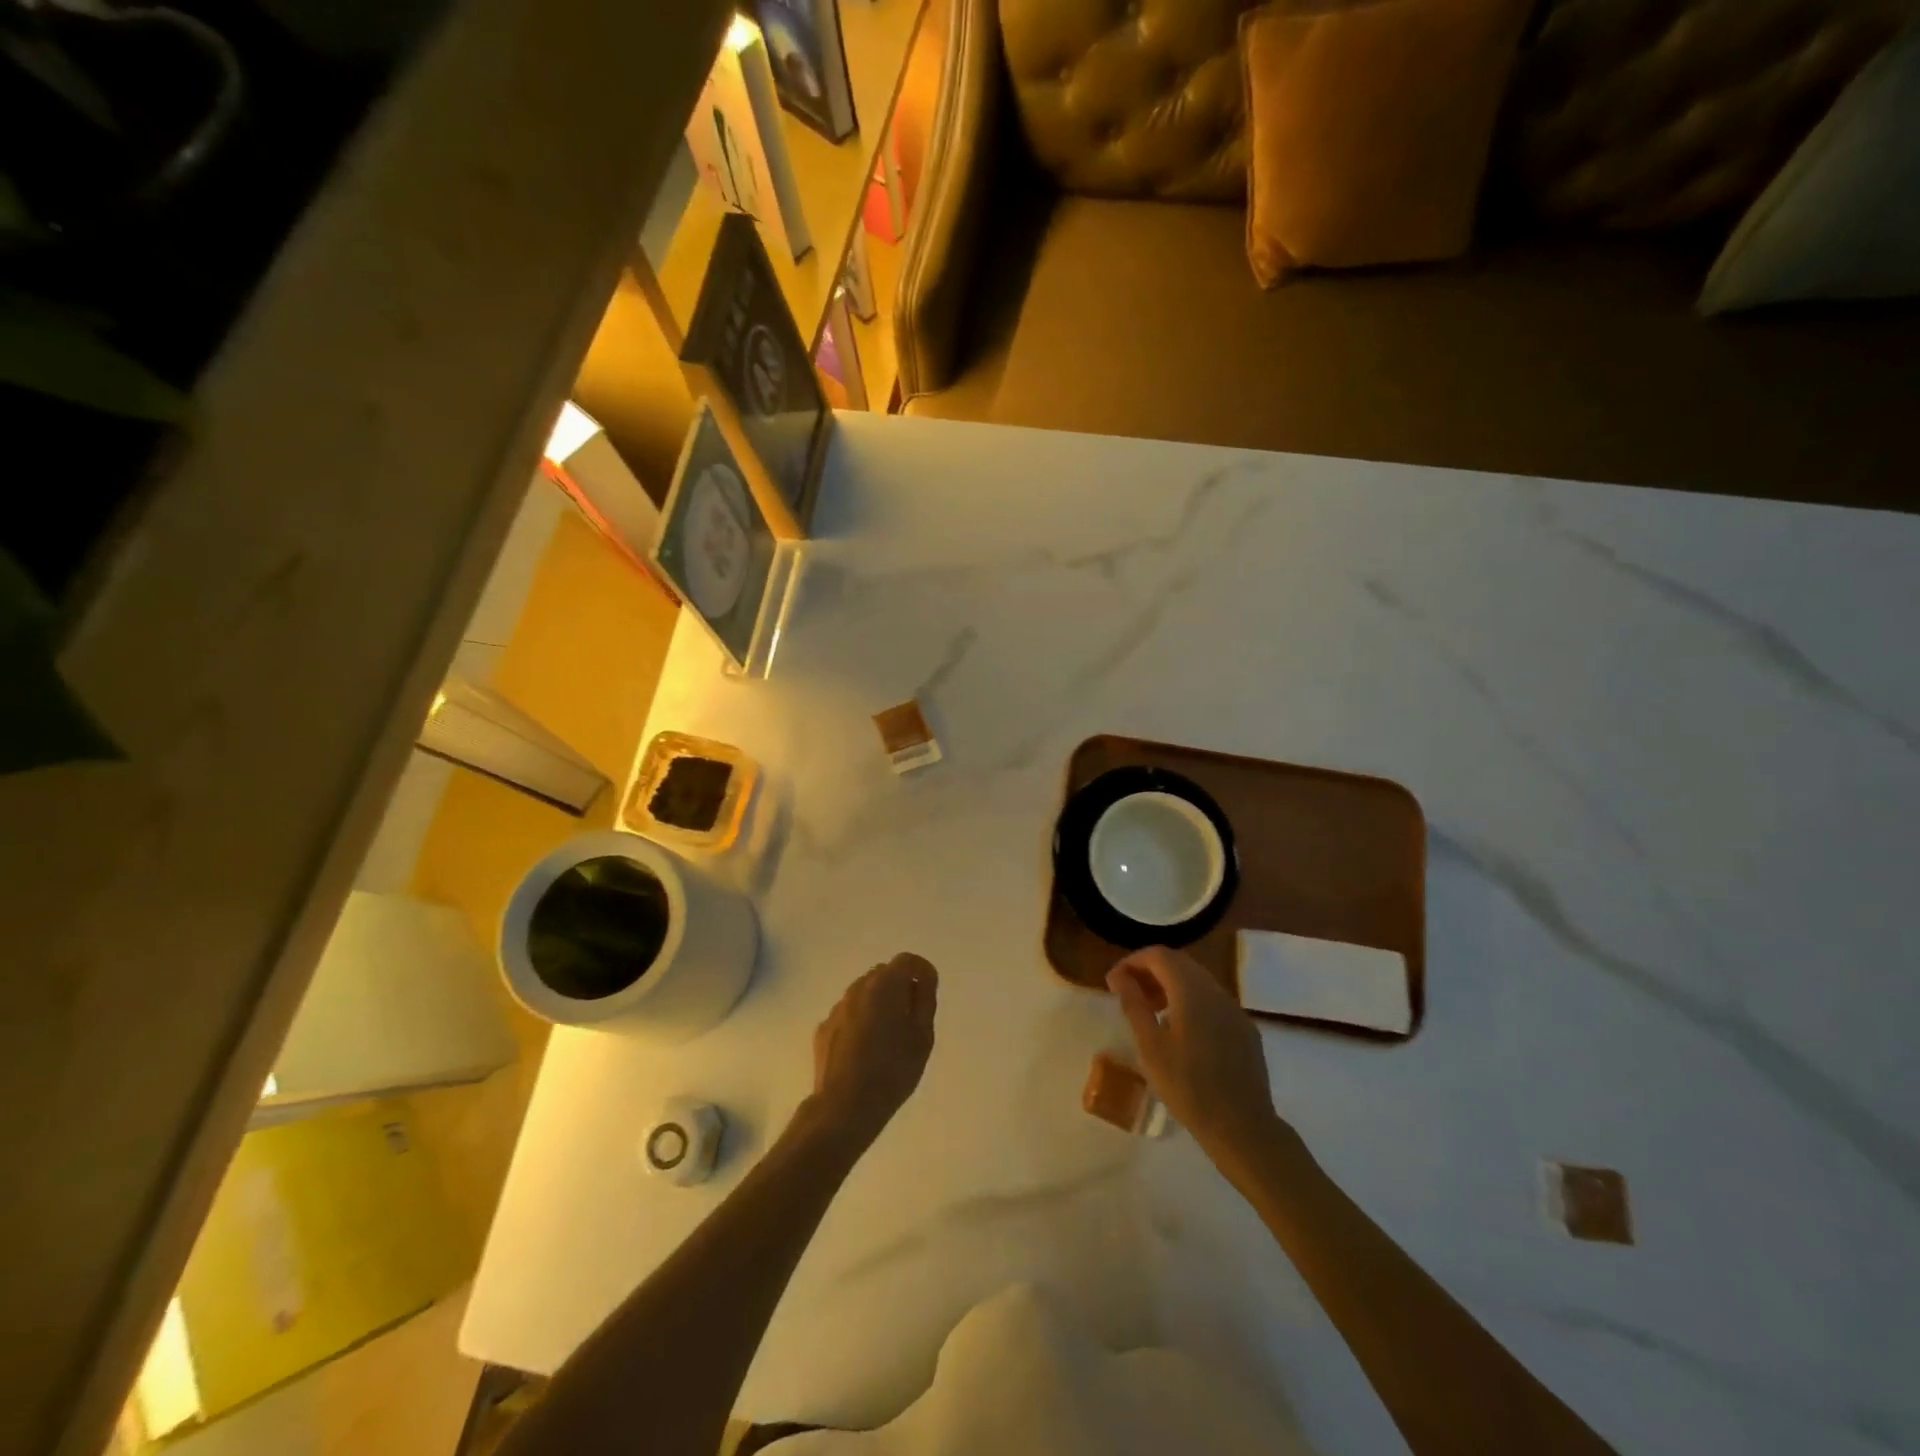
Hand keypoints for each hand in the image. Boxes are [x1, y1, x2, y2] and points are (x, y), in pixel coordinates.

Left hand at [805, 953, 937, 1154]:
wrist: (844, 1107)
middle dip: (900, 988)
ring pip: (864, 994)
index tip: (928, 994)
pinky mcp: (824, 1029)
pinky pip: (849, 1015)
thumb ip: (925, 1000)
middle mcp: (858, 988)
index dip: (922, 972)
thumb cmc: (892, 1070)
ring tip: (888, 1038)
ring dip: (878, 1005)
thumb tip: (923, 979)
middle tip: (911, 1019)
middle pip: (883, 974)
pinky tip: (865, 1051)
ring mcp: (837, 1008)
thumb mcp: (923, 1036)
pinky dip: (860, 1022)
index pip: (907, 960)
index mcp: (884, 985)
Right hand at [1108, 946, 1294, 1172]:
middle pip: (1179, 963)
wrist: (1243, 1127)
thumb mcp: (1150, 1047)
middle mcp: (1216, 991)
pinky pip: (1213, 1001)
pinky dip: (1190, 1001)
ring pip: (1197, 981)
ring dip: (1170, 985)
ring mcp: (1234, 1009)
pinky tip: (1180, 1030)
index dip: (1132, 962)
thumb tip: (1118, 976)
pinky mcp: (1245, 1028)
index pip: (1159, 956)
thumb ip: (1134, 1005)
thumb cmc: (1188, 1088)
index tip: (1113, 982)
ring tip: (1150, 1010)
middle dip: (1150, 971)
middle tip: (1128, 993)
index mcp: (1192, 991)